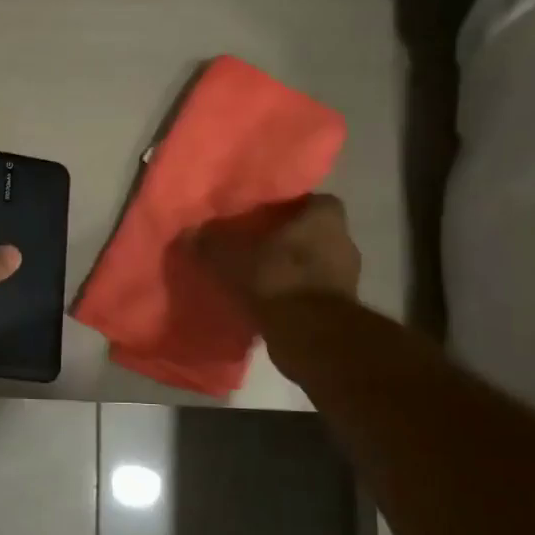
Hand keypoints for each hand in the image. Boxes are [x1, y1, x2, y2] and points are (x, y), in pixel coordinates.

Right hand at [195, 194, 361, 313]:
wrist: (309, 335)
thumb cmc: (275, 280)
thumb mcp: (230, 258)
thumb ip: (210, 243)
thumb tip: (188, 231)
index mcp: (324, 217)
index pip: (311, 199)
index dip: (287, 206)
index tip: (262, 215)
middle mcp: (343, 240)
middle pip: (312, 231)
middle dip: (287, 238)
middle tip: (254, 244)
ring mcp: (346, 276)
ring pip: (313, 262)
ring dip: (291, 268)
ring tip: (259, 275)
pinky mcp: (340, 306)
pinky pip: (313, 290)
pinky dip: (294, 293)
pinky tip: (269, 300)